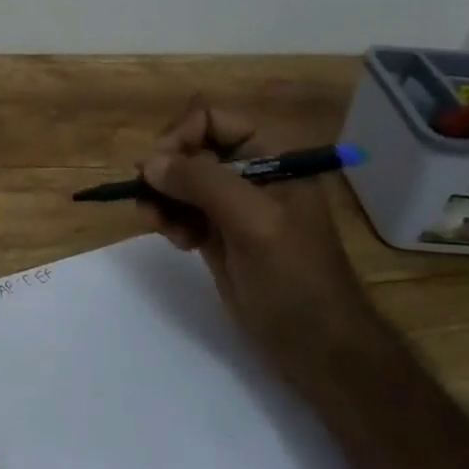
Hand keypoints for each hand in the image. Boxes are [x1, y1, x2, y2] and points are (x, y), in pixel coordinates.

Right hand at [137, 95, 373, 383]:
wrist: (319, 350)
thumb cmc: (296, 278)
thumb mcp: (254, 222)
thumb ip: (203, 182)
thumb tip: (149, 163)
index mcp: (271, 154)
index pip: (212, 118)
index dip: (180, 135)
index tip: (157, 168)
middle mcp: (249, 172)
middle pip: (189, 147)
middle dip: (166, 171)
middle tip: (151, 200)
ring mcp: (232, 205)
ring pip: (179, 180)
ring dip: (162, 198)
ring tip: (160, 226)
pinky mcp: (217, 234)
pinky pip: (180, 210)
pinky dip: (168, 219)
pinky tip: (176, 242)